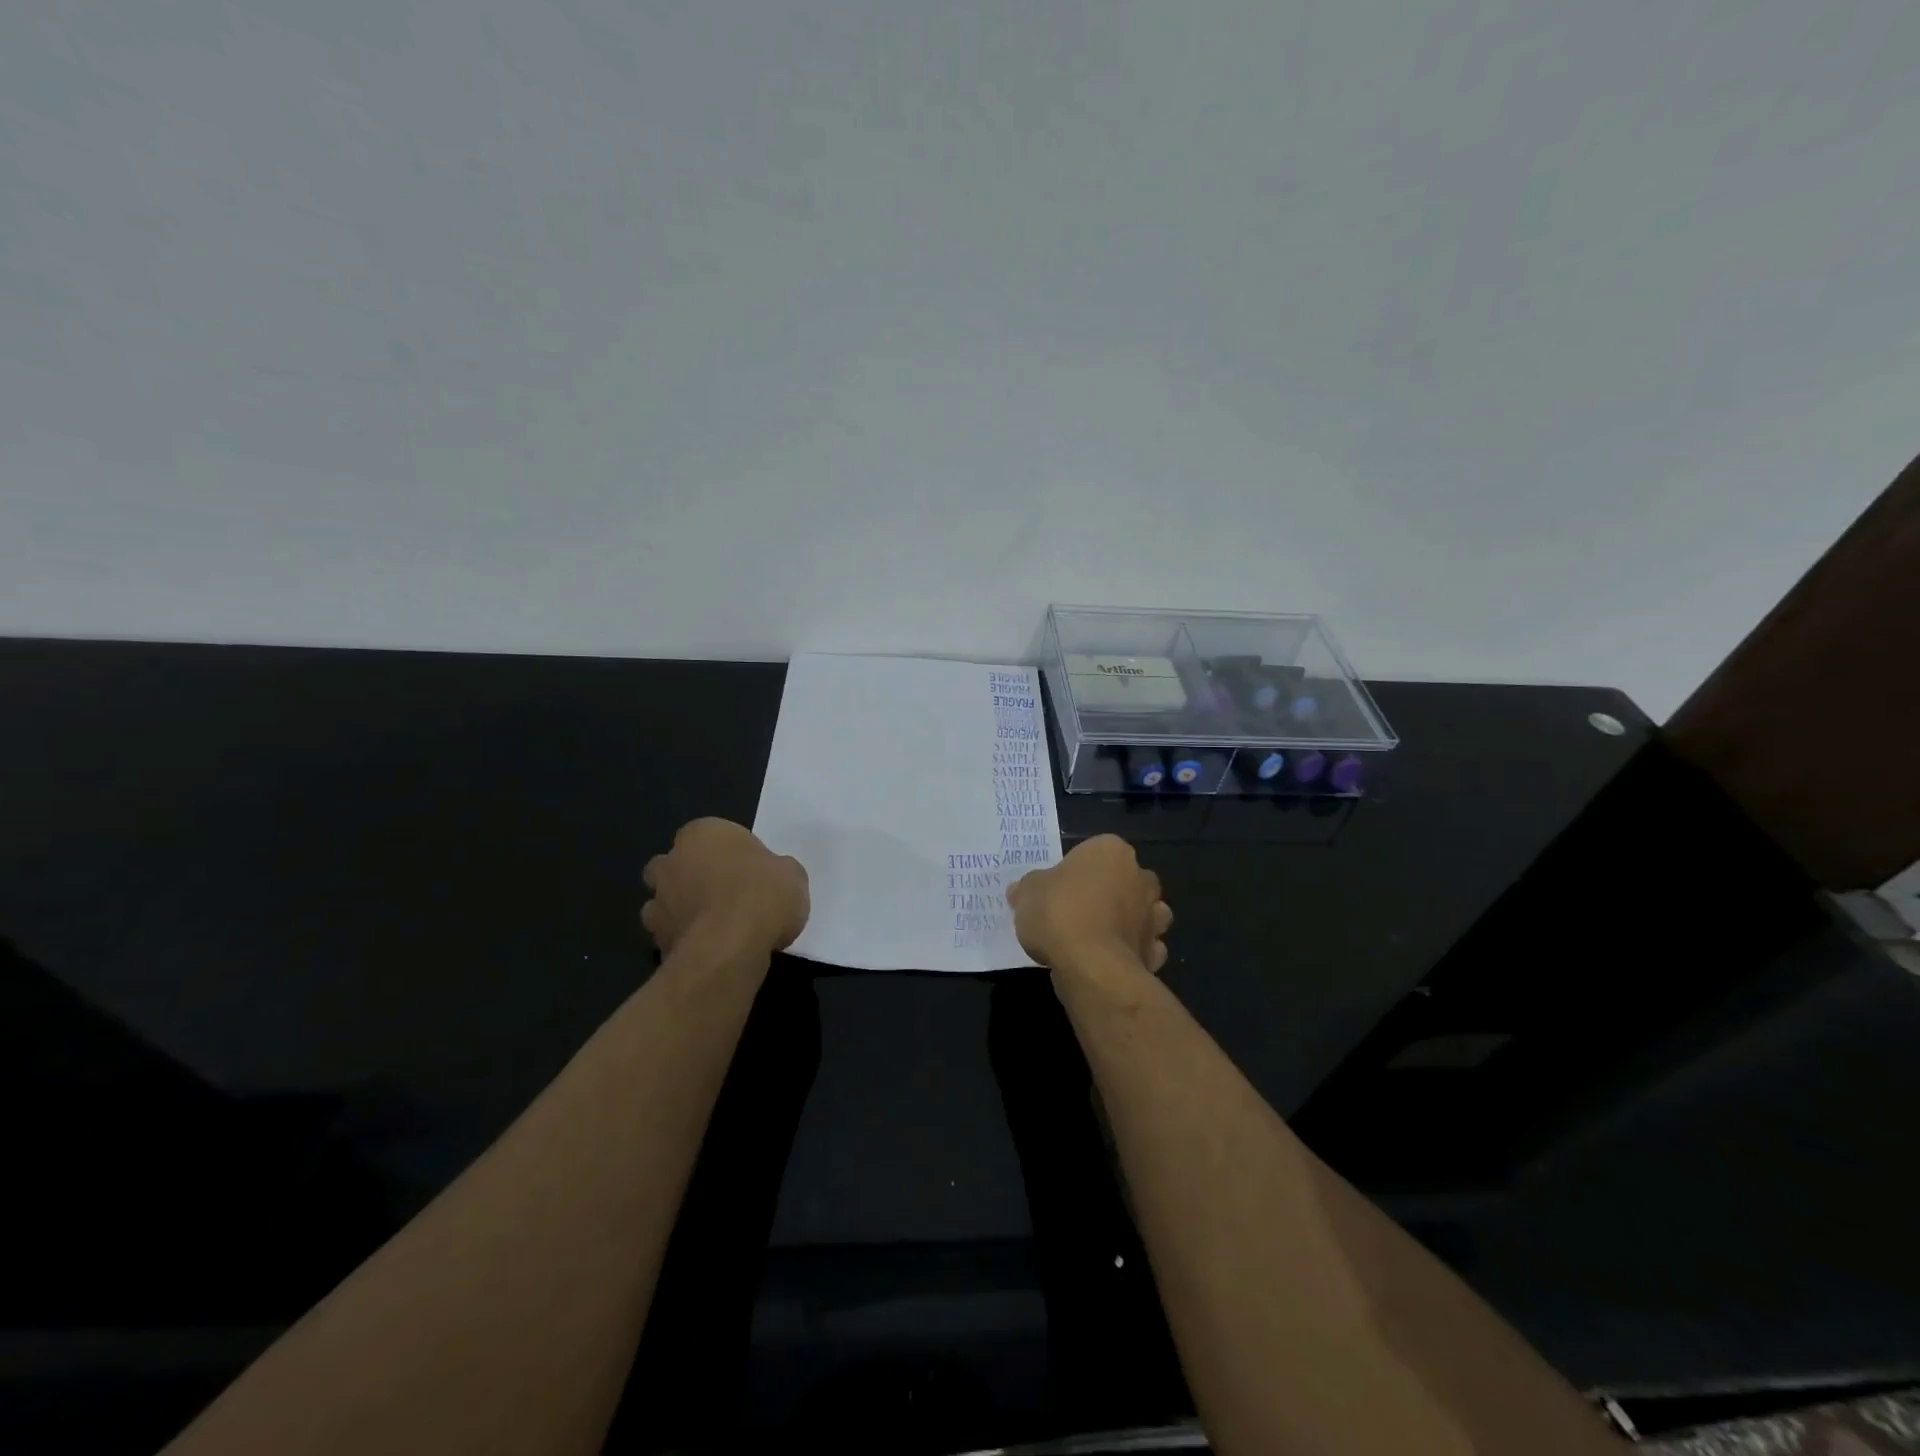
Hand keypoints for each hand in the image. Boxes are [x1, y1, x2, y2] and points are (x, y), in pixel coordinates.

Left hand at [641, 818, 809, 956]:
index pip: (712, 835)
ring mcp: (657, 902)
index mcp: (703, 834)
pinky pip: (670, 935)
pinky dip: (684, 941)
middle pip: (677, 864)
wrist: (729, 949)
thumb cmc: (762, 896)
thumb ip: (776, 870)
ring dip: (683, 909)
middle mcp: (672, 861)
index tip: (752, 872)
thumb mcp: (792, 875)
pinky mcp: (654, 940)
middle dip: (693, 876)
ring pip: (666, 900)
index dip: (732, 854)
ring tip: (717, 928)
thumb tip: (772, 878)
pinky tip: (710, 951)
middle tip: (727, 895)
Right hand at [1006, 834, 1171, 971]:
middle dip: (1113, 891)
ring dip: (1132, 920)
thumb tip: (1020, 891)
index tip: (1060, 888)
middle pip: (1127, 879)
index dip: (1077, 869)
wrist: (1091, 966)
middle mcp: (1140, 877)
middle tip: (1081, 909)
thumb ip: (1028, 888)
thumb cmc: (1059, 914)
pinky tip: (1112, 960)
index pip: (1096, 851)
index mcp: (1111, 851)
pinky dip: (1135, 952)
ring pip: (1147, 912)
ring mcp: (1153, 916)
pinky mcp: (1155, 952)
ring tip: (1101, 935)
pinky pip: (1147, 947)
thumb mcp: (1028, 894)